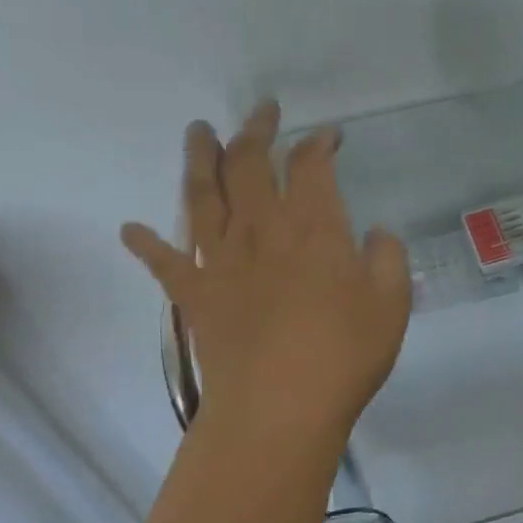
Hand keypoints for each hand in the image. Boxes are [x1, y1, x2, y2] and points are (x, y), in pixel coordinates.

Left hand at [120, 102, 411, 444]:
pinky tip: (130, 229)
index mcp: (313, 228)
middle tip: (262, 111)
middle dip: (256, 132)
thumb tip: (375, 232)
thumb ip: (388, 258)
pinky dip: (145, 243)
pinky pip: (163, 262)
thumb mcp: (392, 303)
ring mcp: (220, 260)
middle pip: (249, 165)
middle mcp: (261, 231)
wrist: (277, 410)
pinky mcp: (194, 294)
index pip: (310, 166)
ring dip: (199, 159)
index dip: (318, 143)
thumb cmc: (343, 355)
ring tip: (198, 132)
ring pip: (202, 196)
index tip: (328, 135)